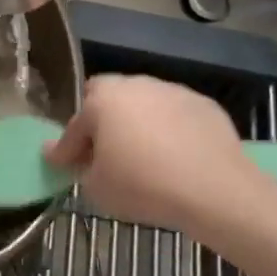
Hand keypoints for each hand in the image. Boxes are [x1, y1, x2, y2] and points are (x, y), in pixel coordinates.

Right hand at [45, 74, 261, 232]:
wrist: (215, 190)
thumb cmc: (144, 186)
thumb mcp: (97, 188)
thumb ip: (77, 166)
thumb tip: (65, 153)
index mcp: (103, 101)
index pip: (75, 126)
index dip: (65, 148)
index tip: (61, 165)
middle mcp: (136, 85)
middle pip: (107, 98)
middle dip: (100, 121)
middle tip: (101, 152)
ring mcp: (172, 91)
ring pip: (143, 102)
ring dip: (135, 122)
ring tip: (141, 154)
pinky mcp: (203, 104)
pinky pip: (173, 114)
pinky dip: (167, 129)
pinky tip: (174, 155)